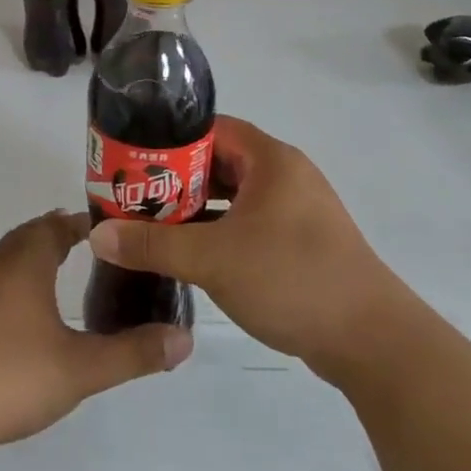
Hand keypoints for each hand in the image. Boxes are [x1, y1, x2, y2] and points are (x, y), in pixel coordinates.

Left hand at [0, 210, 192, 457]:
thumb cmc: (11, 376)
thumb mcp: (82, 368)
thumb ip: (134, 353)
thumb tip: (185, 340)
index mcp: (25, 263)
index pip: (57, 225)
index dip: (84, 223)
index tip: (111, 228)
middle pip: (29, 236)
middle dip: (58, 236)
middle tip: (92, 247)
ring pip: (6, 260)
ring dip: (33, 259)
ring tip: (60, 276)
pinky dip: (14, 285)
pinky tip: (23, 318)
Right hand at [88, 116, 399, 380]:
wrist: (371, 341)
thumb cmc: (292, 279)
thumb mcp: (213, 258)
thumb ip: (153, 244)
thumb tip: (98, 235)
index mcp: (271, 160)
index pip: (210, 129)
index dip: (168, 140)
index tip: (131, 159)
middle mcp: (285, 176)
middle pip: (218, 163)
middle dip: (174, 178)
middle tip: (132, 195)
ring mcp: (295, 211)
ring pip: (232, 197)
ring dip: (194, 208)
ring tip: (149, 223)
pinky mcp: (298, 243)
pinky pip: (247, 223)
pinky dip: (217, 231)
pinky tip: (187, 252)